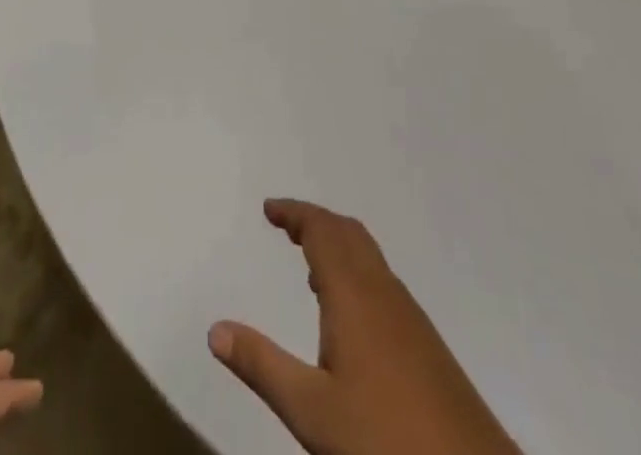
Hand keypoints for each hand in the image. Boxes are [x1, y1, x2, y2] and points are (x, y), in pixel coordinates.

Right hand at [209, 199, 520, 454]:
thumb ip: (262, 366)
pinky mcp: (426, 343)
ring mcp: (409, 315)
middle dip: (315, 222)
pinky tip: (349, 317)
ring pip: (368, 257)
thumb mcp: (311, 411)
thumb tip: (215, 329)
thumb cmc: (384, 441)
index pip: (321, 229)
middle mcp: (382, 291)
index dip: (294, 212)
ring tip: (310, 266)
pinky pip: (382, 282)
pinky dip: (357, 273)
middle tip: (285, 226)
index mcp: (353, 293)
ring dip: (337, 246)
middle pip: (347, 233)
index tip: (269, 209)